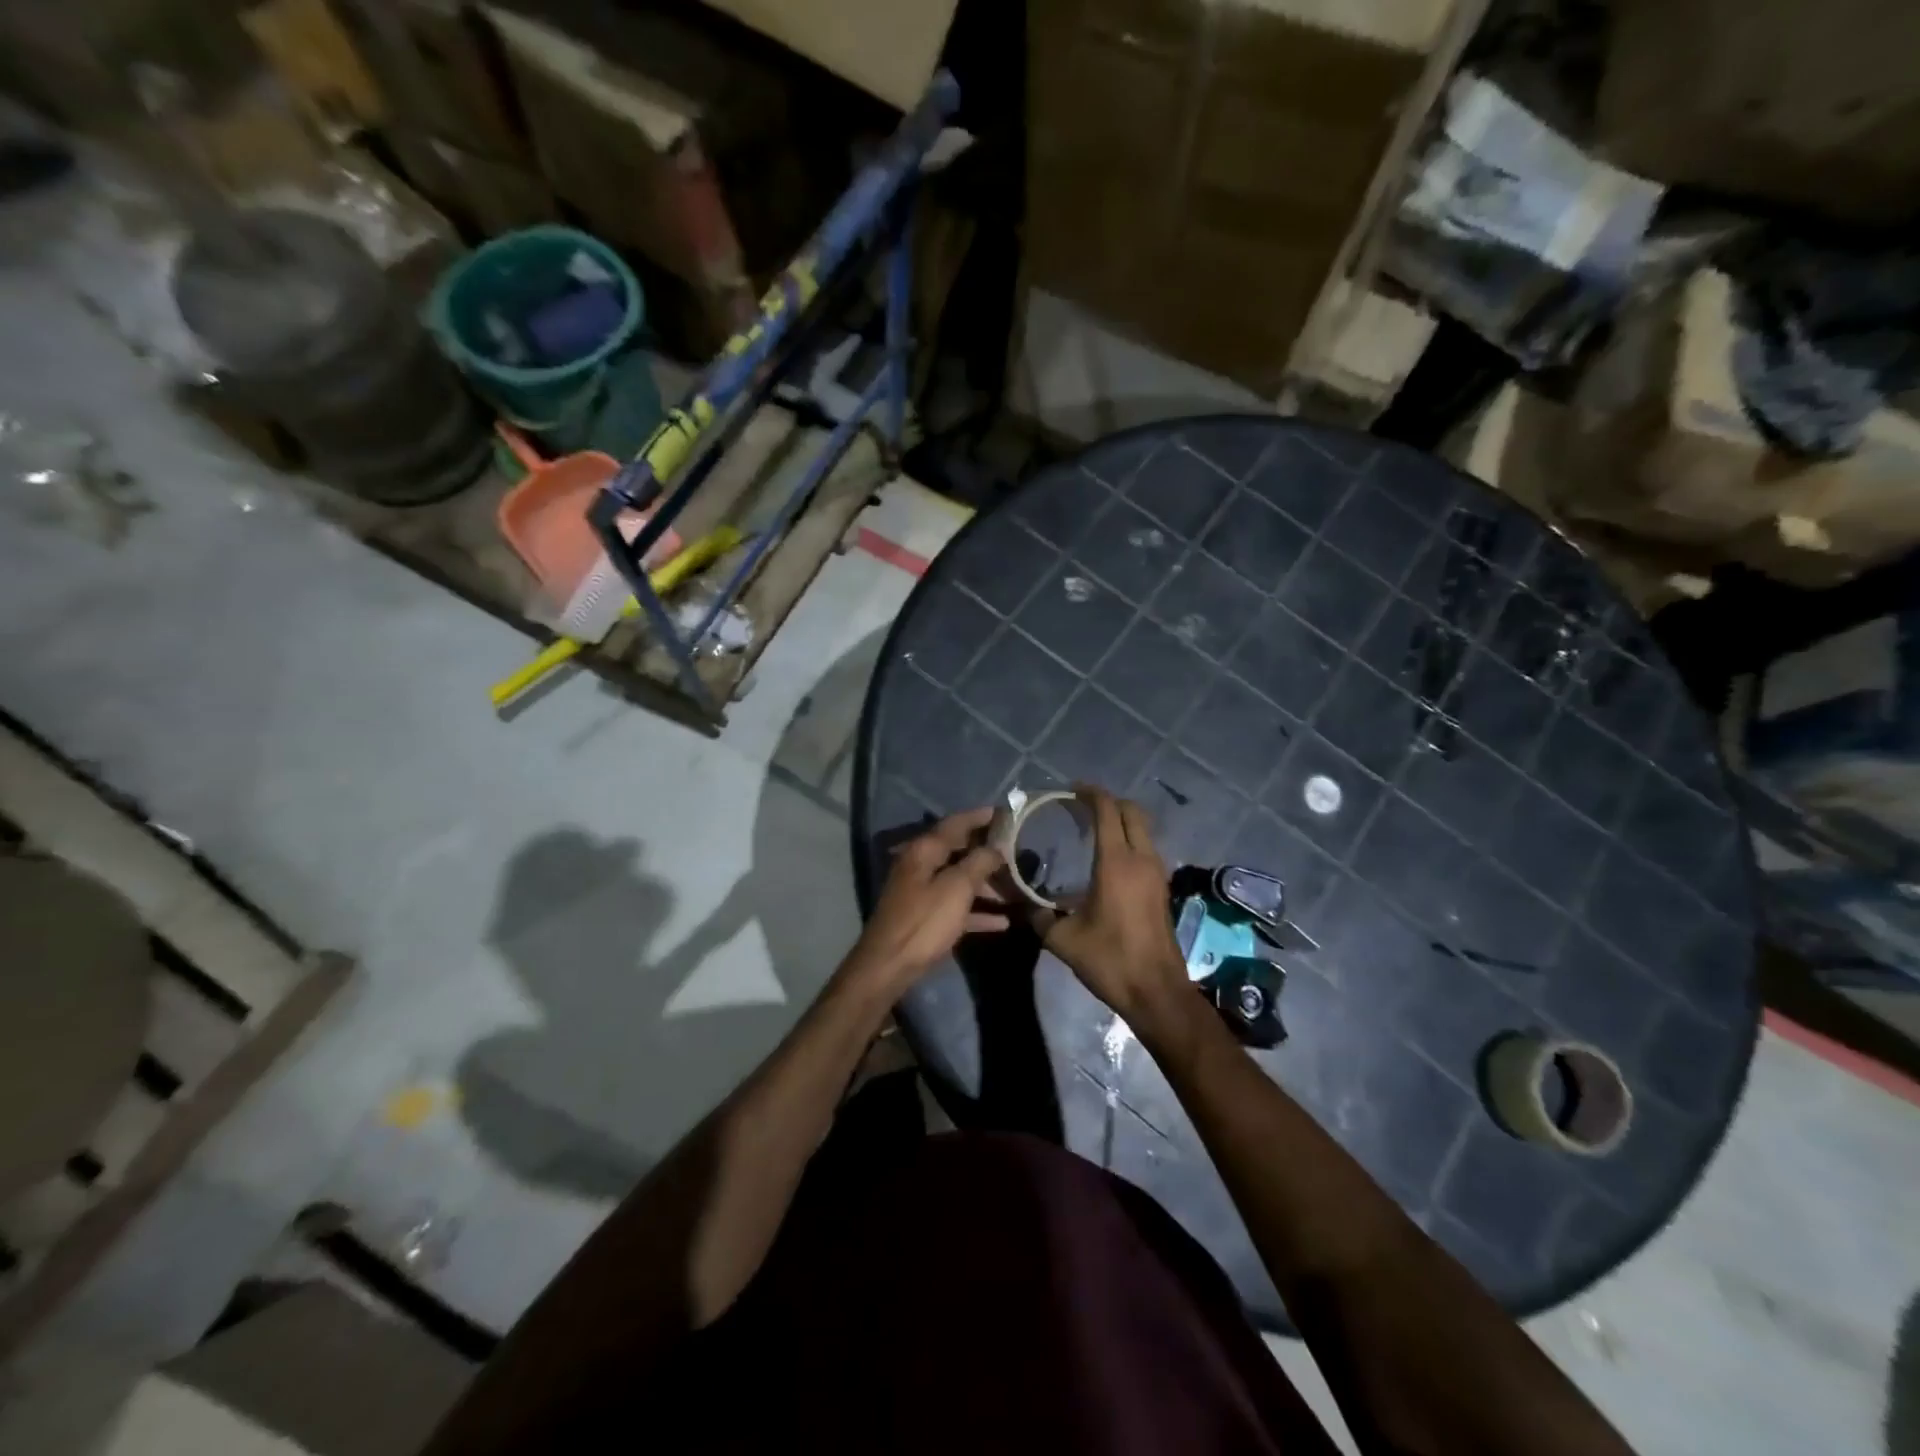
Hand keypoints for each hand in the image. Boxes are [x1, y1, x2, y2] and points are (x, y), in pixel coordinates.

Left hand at [846, 808, 1007, 989]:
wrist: (889, 966)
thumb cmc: (924, 921)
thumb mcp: (956, 888)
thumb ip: (978, 862)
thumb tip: (996, 847)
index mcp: (924, 850)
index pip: (956, 823)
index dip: (981, 817)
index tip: (1007, 813)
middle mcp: (921, 865)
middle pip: (958, 850)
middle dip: (988, 851)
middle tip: (1018, 851)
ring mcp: (921, 892)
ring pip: (959, 879)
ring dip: (986, 884)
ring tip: (1015, 888)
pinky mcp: (925, 917)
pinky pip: (956, 907)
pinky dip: (977, 910)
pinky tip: (1002, 921)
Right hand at [1034, 787, 1189, 1026]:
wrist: (1157, 992)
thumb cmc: (1110, 960)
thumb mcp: (1063, 939)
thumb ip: (1039, 915)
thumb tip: (1020, 902)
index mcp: (1117, 862)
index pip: (1108, 810)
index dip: (1090, 794)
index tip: (1070, 790)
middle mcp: (1141, 859)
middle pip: (1131, 811)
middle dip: (1108, 802)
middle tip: (1081, 806)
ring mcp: (1156, 873)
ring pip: (1143, 829)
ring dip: (1121, 820)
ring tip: (1091, 828)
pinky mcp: (1161, 888)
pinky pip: (1146, 848)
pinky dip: (1129, 839)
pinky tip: (1107, 858)